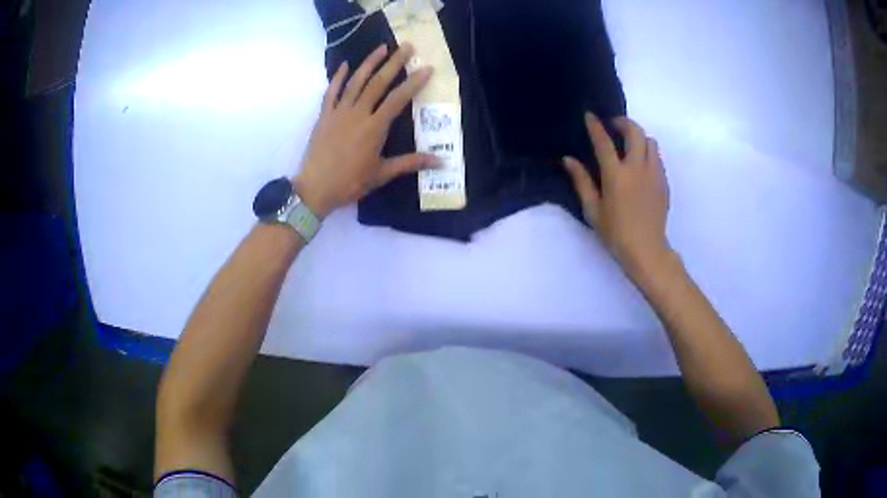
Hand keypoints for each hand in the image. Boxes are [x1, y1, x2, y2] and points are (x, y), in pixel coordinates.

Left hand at [295, 44, 435, 218]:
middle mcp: (358, 113)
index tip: (427, 68)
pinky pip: (331, 92)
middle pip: (378, 83)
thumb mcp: (382, 174)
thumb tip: (441, 161)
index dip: (414, 83)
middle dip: (395, 63)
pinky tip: (345, 65)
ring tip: (381, 48)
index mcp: (375, 127)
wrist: (315, 188)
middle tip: (407, 47)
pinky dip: (338, 77)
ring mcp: (339, 112)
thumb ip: (410, 163)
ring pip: (356, 82)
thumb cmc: (350, 182)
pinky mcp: (324, 115)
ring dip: (369, 63)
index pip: (398, 99)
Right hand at [563, 113, 671, 276]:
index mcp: (616, 175)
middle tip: (614, 125)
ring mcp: (654, 174)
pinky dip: (648, 152)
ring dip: (639, 136)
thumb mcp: (593, 210)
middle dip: (624, 122)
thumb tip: (569, 160)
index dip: (595, 126)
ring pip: (650, 142)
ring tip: (630, 144)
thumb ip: (581, 182)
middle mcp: (637, 168)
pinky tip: (641, 164)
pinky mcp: (664, 182)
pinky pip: (657, 157)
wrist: (647, 250)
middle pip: (635, 132)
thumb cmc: (616, 233)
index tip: (590, 115)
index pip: (604, 142)